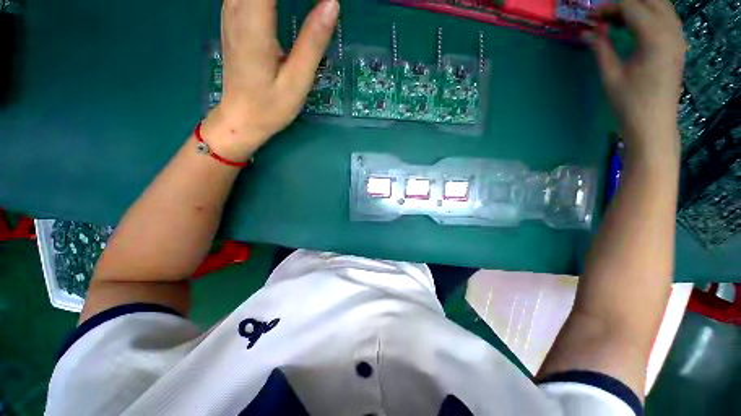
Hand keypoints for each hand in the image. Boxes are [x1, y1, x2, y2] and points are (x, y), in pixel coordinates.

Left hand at [202, 0, 338, 160]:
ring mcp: (230, 12)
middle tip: (320, 3)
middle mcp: (237, 9)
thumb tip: (332, 4)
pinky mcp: (232, 19)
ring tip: (303, 5)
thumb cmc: (270, 106)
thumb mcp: (297, 80)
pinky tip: (279, 3)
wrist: (241, 119)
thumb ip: (313, 42)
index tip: (324, 0)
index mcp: (254, 23)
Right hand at [584, 0, 686, 156]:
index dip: (609, 8)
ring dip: (638, 7)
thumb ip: (601, 48)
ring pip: (660, 5)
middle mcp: (671, 31)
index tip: (592, 18)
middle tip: (604, 17)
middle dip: (625, 4)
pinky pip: (666, 17)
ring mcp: (678, 37)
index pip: (631, 6)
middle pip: (649, 0)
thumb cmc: (629, 102)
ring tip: (617, 20)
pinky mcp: (678, 44)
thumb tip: (588, 32)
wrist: (653, 124)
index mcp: (654, 37)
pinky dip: (649, 14)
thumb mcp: (610, 75)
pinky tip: (635, 25)